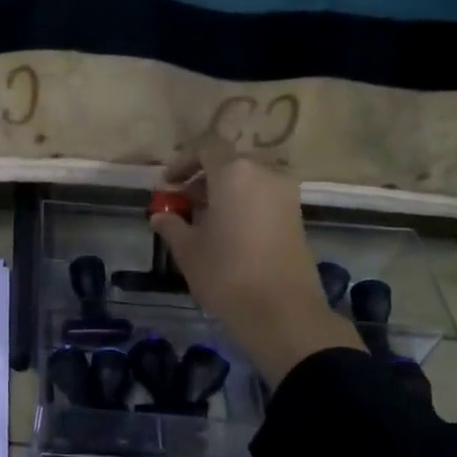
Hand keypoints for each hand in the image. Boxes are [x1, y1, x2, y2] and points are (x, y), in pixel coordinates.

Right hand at [150, 136, 362, 382]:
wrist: (281, 310)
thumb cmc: (226, 273)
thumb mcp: (187, 249)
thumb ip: (171, 225)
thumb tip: (160, 215)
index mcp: (234, 173)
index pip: (205, 146)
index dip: (182, 160)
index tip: (167, 185)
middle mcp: (264, 173)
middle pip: (228, 162)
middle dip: (201, 178)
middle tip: (180, 203)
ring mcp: (285, 194)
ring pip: (246, 180)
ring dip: (222, 192)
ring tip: (201, 221)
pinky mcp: (296, 215)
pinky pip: (261, 196)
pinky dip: (241, 204)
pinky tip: (225, 232)